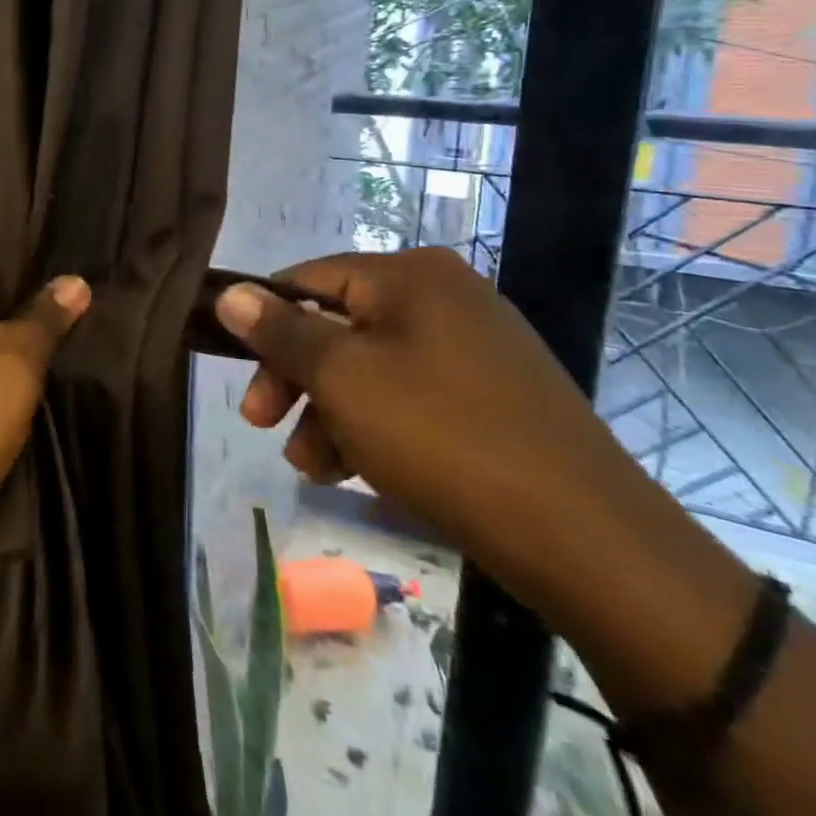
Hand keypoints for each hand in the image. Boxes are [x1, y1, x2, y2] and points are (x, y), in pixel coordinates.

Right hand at [214, 246, 698, 620]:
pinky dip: (375, 427)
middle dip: (297, 380)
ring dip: (330, 413)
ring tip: (315, 468)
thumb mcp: (344, 379)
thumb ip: (281, 331)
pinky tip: (357, 472)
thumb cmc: (443, 437)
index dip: (265, 323)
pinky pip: (411, 397)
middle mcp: (445, 296)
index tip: (239, 377)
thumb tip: (229, 293)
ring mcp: (475, 347)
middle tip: (262, 426)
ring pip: (372, 368)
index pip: (309, 279)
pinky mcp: (493, 396)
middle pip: (339, 326)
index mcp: (412, 275)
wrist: (586, 540)